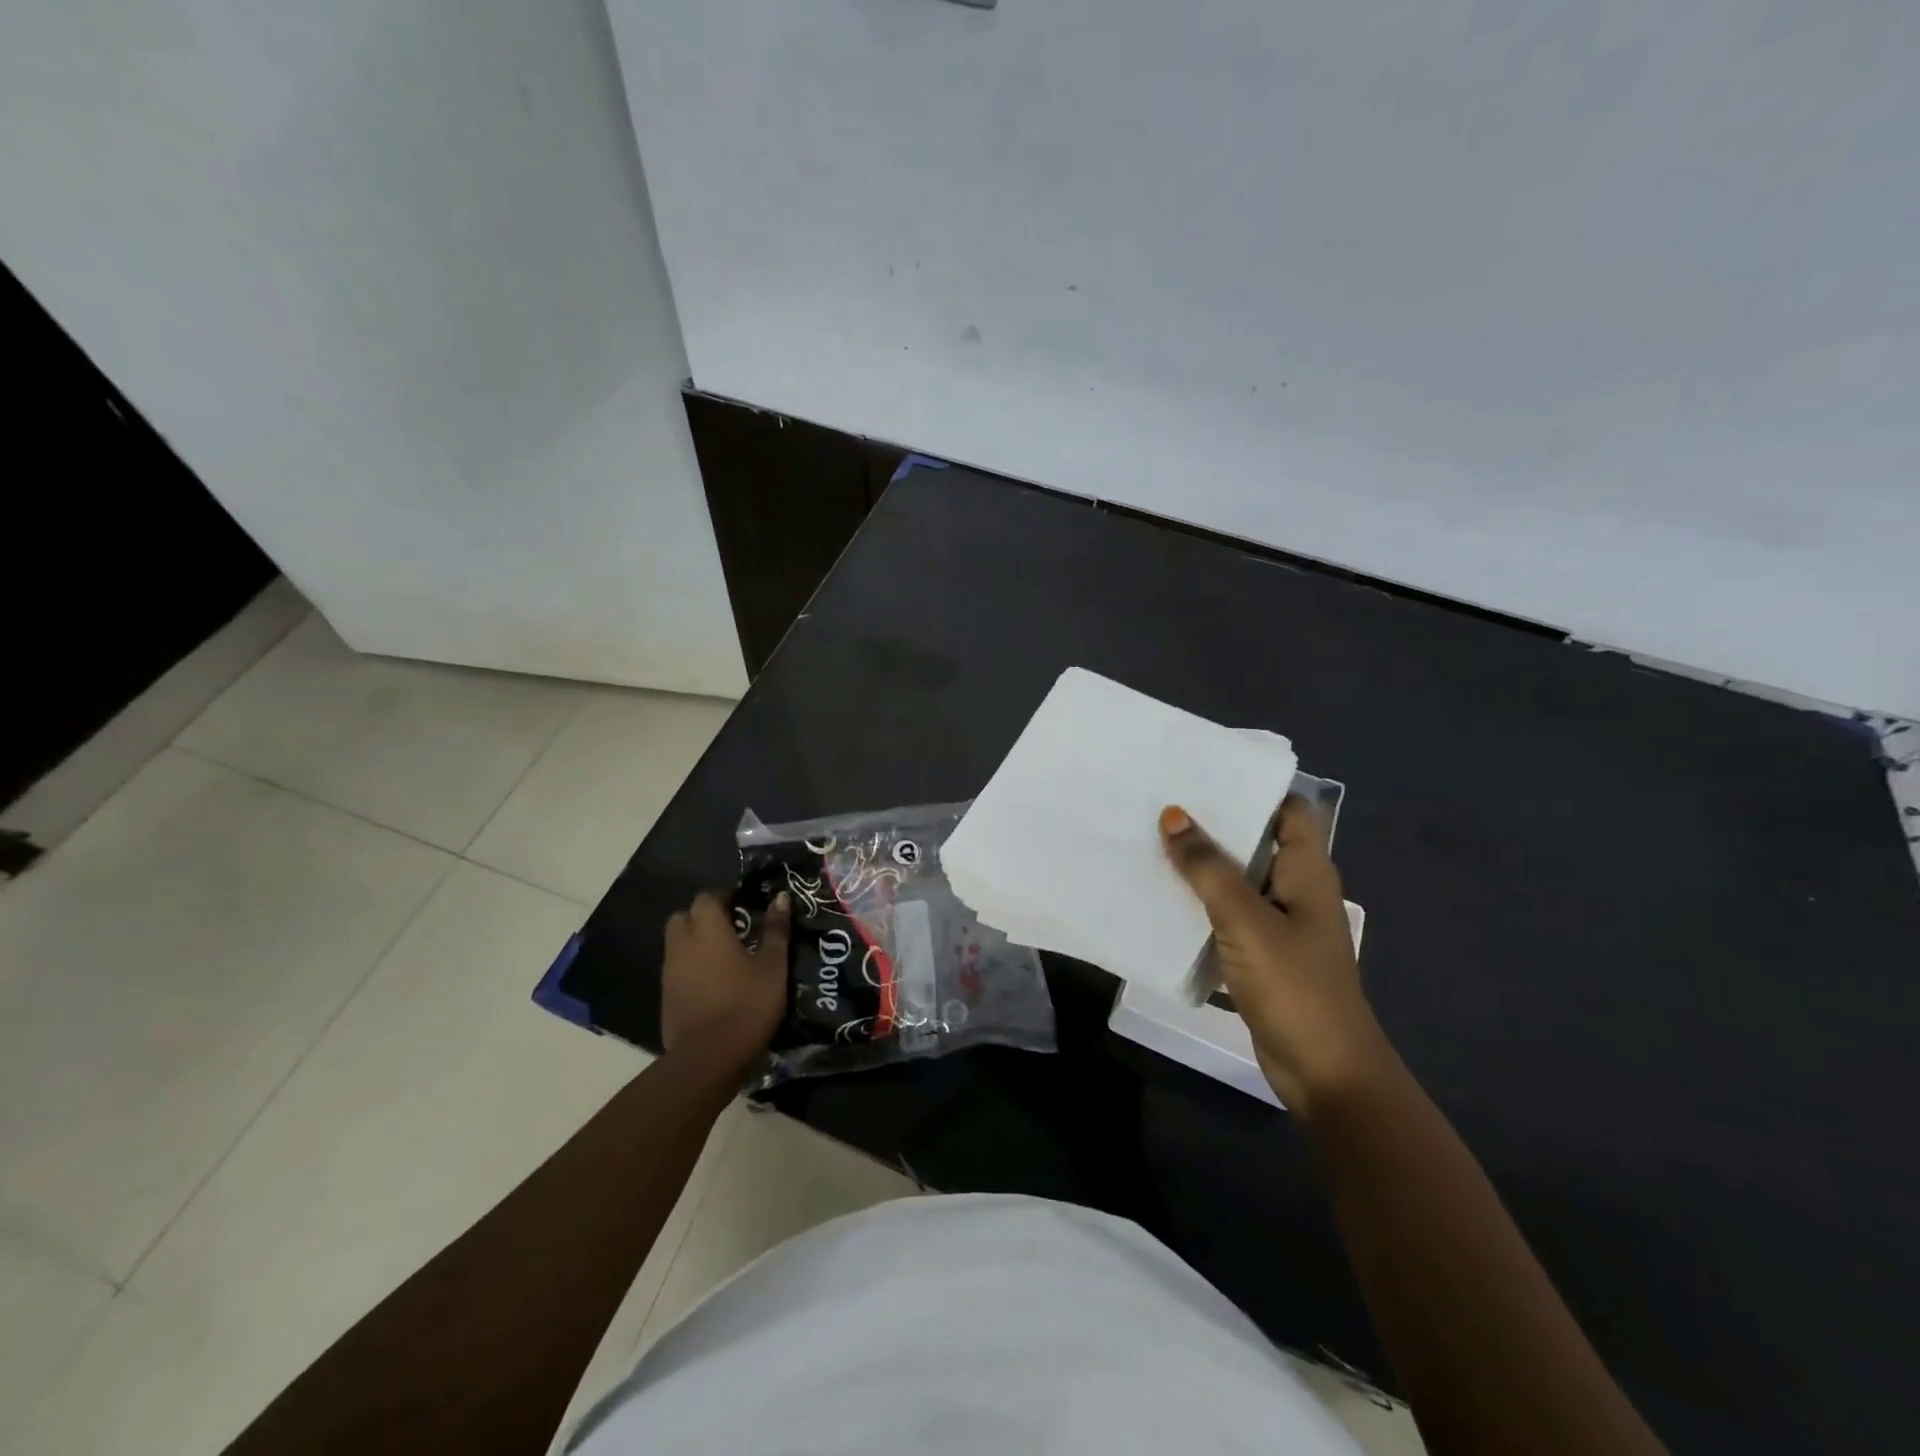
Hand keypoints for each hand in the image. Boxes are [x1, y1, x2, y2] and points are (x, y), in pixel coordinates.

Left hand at [660, 891, 790, 1069]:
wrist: (708, 1058)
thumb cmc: (747, 1004)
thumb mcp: (773, 966)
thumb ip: (775, 929)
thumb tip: (781, 897)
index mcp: (708, 930)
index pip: (706, 897)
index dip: (724, 895)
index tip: (744, 903)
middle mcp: (682, 944)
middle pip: (683, 916)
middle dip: (703, 915)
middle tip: (731, 926)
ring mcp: (669, 972)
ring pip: (677, 943)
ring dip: (696, 941)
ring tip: (725, 954)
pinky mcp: (665, 997)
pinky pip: (676, 968)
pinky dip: (691, 965)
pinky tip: (713, 981)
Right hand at [1159, 798, 1392, 1114]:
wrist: (1324, 1072)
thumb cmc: (1294, 986)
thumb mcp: (1245, 920)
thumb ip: (1208, 868)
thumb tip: (1175, 815)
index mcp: (1307, 872)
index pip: (1289, 810)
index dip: (1254, 787)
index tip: (1205, 772)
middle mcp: (1296, 890)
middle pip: (1257, 842)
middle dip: (1215, 824)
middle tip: (1163, 802)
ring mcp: (1280, 925)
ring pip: (1237, 880)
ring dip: (1203, 866)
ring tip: (1153, 840)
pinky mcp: (1262, 955)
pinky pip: (1227, 916)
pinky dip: (1200, 905)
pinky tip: (1162, 897)